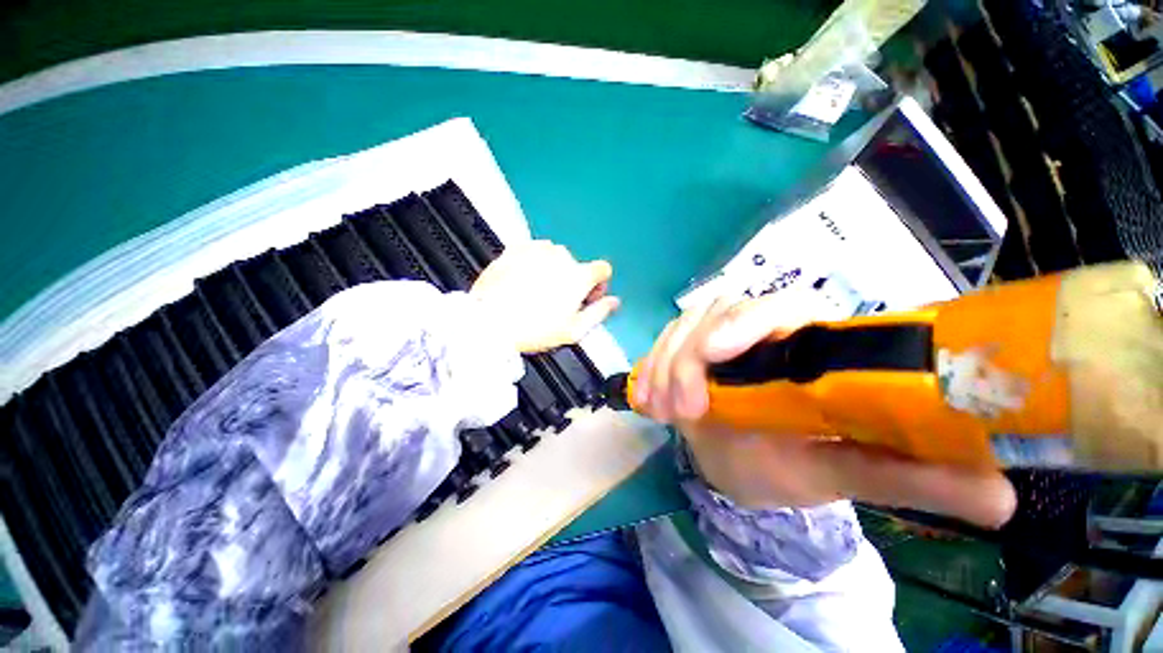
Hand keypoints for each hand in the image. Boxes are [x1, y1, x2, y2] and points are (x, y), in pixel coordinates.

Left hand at [470, 240, 620, 352]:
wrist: (488, 321)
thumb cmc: (534, 329)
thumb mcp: (573, 330)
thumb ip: (599, 313)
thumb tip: (614, 302)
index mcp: (579, 275)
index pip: (603, 269)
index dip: (599, 284)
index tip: (587, 297)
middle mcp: (561, 256)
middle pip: (577, 265)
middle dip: (573, 281)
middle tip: (557, 302)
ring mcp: (537, 249)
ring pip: (555, 258)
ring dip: (553, 271)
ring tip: (537, 292)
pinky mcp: (516, 248)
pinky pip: (534, 252)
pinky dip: (534, 264)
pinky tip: (523, 282)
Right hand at [635, 297, 1016, 528]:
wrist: (740, 466)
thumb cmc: (789, 465)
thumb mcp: (841, 470)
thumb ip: (908, 476)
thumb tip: (1005, 497)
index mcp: (804, 344)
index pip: (780, 306)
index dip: (746, 321)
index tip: (716, 353)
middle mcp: (757, 330)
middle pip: (717, 313)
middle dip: (691, 355)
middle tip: (686, 408)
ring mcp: (713, 337)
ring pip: (682, 327)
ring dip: (666, 364)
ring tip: (664, 411)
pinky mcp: (684, 350)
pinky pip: (661, 345)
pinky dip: (650, 367)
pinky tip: (646, 397)